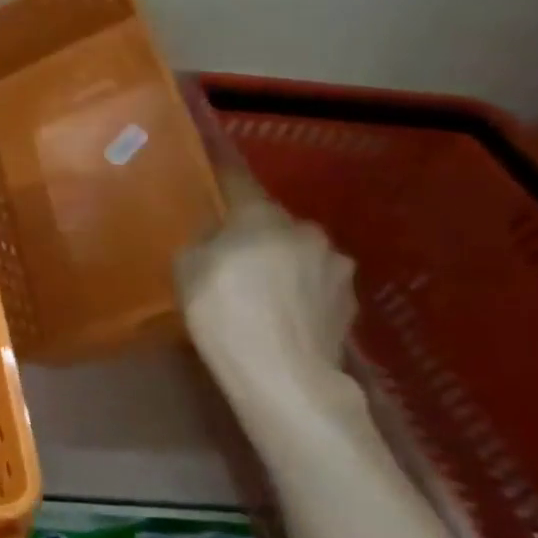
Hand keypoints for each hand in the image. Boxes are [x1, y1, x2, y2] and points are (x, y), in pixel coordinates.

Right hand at [176, 171, 361, 438]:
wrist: (283, 376)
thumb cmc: (223, 311)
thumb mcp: (187, 266)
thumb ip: (204, 240)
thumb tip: (219, 237)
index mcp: (262, 214)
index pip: (237, 178)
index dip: (220, 171)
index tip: (209, 161)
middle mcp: (305, 230)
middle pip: (272, 221)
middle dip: (254, 232)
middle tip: (230, 254)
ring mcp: (335, 267)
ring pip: (298, 253)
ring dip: (281, 262)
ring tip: (259, 290)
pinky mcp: (349, 304)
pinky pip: (314, 285)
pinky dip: (299, 292)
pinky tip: (282, 314)